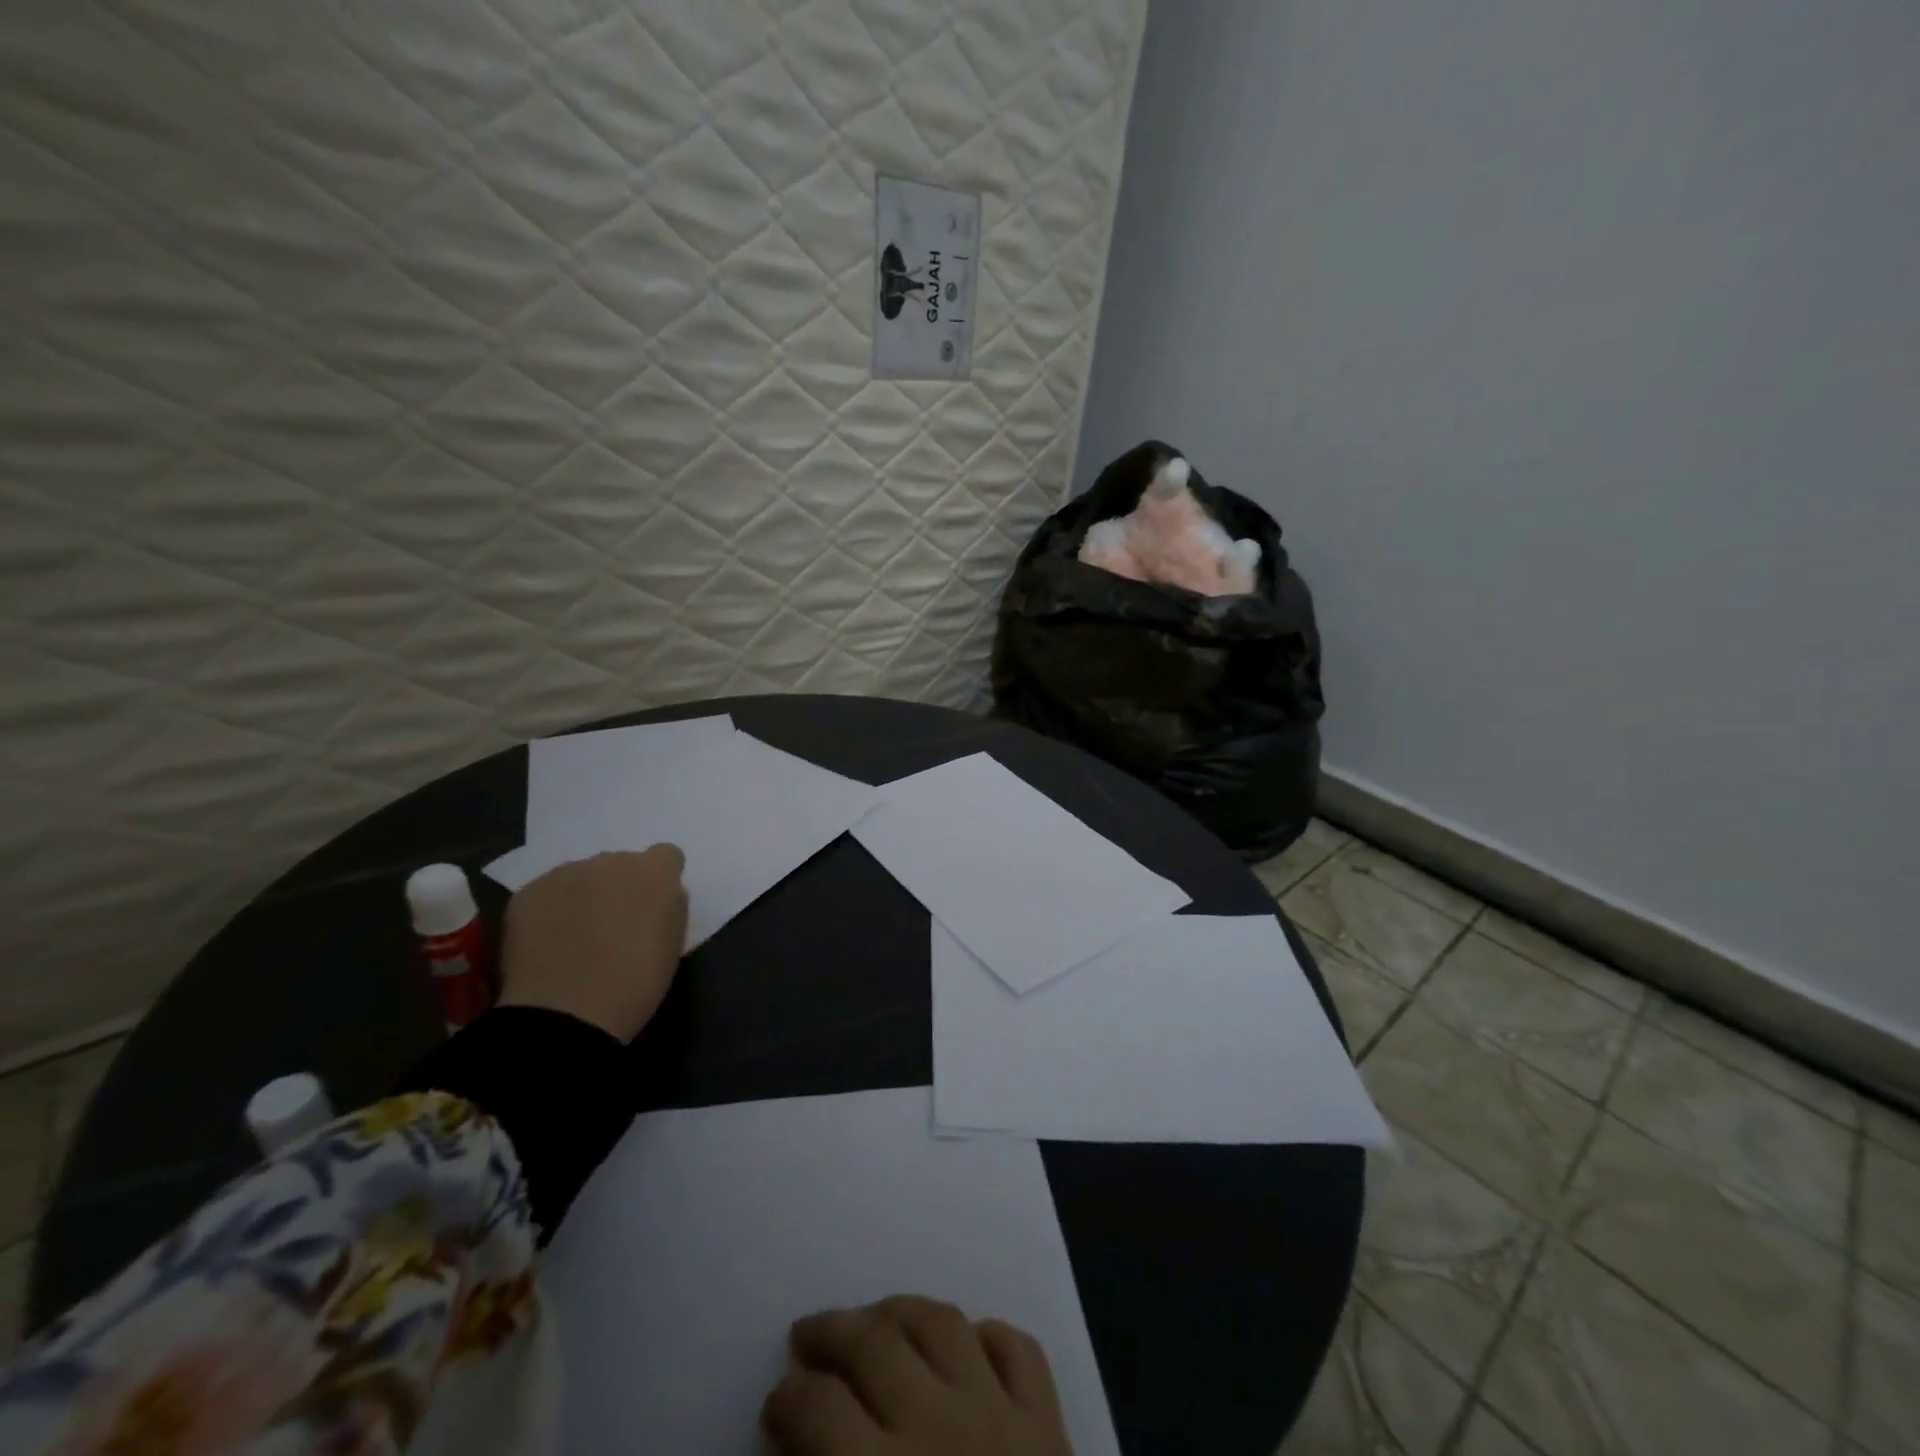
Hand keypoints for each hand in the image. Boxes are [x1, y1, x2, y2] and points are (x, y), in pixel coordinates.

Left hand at [497, 846, 688, 1042]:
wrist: (565, 1014)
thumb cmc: (635, 984)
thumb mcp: (673, 945)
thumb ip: (671, 908)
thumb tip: (663, 897)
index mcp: (655, 872)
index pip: (666, 856)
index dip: (660, 880)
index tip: (653, 906)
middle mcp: (612, 861)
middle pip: (621, 864)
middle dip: (619, 887)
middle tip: (612, 925)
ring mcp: (566, 873)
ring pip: (582, 876)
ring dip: (584, 896)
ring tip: (575, 937)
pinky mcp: (528, 892)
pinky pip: (547, 893)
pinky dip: (550, 911)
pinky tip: (548, 944)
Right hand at [762, 1297, 1074, 1455]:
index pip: (818, 1410)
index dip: (788, 1400)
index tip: (777, 1405)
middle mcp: (937, 1428)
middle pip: (873, 1344)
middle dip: (831, 1332)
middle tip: (806, 1336)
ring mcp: (999, 1415)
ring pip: (941, 1323)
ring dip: (900, 1312)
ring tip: (874, 1319)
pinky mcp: (1049, 1423)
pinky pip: (1018, 1350)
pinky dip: (990, 1336)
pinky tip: (968, 1344)